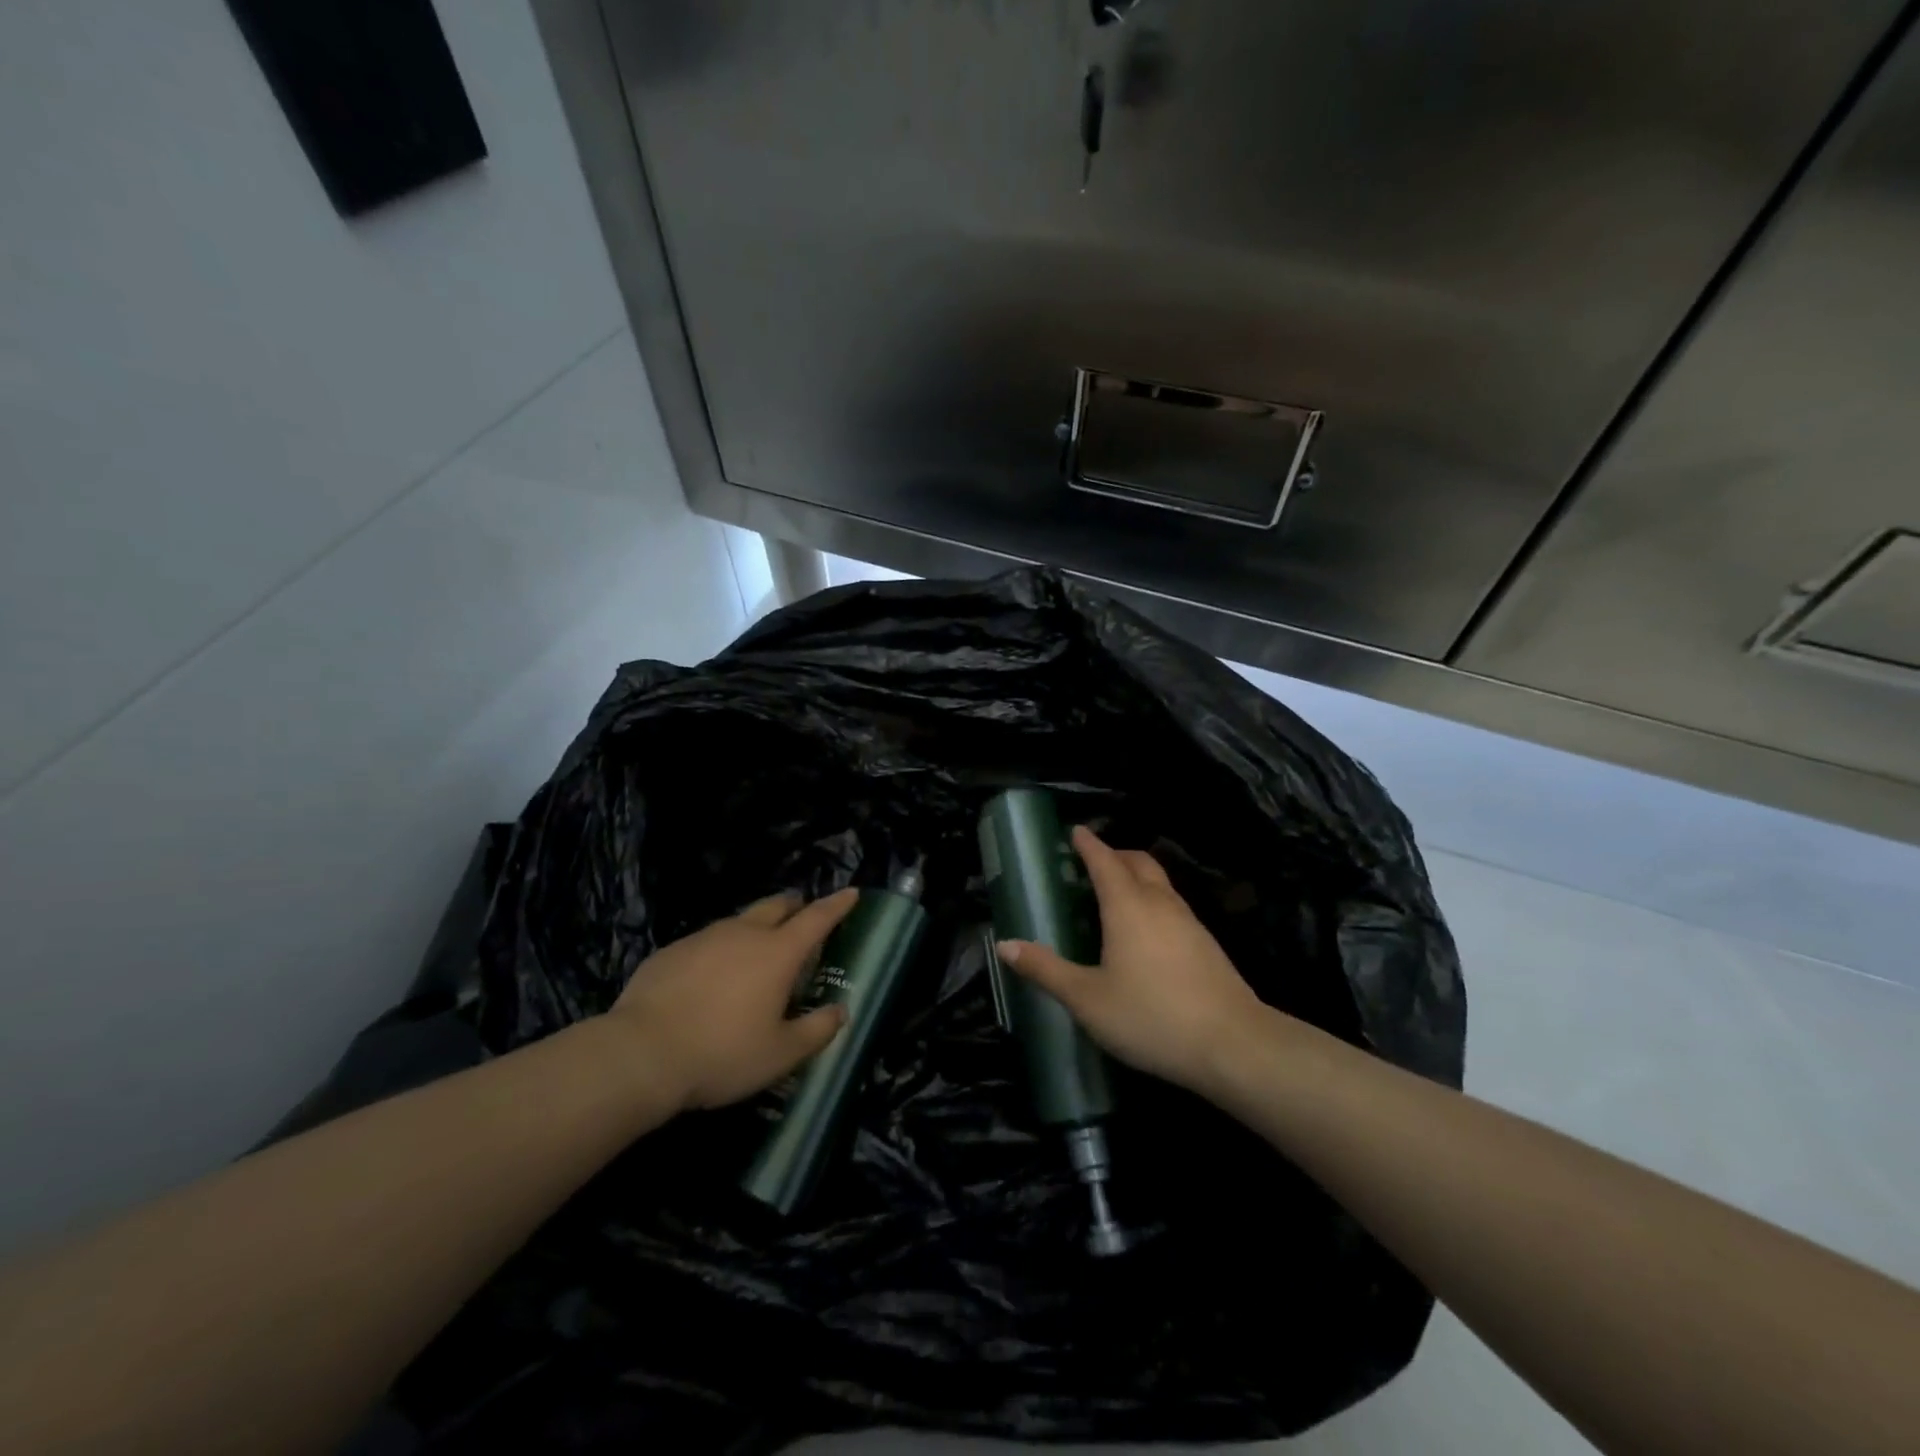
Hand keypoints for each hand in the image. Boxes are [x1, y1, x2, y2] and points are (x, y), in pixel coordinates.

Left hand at [607, 888, 858, 1110]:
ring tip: (755, 949)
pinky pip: (706, 941)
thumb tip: (840, 1011)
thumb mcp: (780, 1054)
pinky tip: (710, 976)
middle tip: (801, 914)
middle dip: (794, 906)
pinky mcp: (671, 951)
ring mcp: (704, 938)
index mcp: (778, 953)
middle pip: (776, 906)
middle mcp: (744, 934)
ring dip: (755, 927)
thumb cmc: (722, 1053)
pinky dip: (719, 949)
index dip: (837, 905)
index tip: (851, 892)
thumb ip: (816, 1030)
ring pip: (739, 921)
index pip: (817, 919)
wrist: (640, 1054)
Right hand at [997, 826, 1267, 1092]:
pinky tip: (1146, 933)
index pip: (1104, 861)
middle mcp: (1160, 903)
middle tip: (1092, 863)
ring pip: (1160, 883)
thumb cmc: (1151, 1016)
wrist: (1233, 1044)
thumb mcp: (1087, 999)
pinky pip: (1172, 906)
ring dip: (1136, 877)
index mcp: (1127, 906)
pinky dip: (1153, 901)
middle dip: (1115, 855)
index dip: (1088, 844)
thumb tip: (1004, 945)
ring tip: (1115, 895)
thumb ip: (1046, 970)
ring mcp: (1189, 922)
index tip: (1075, 831)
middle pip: (1138, 862)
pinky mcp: (1207, 945)